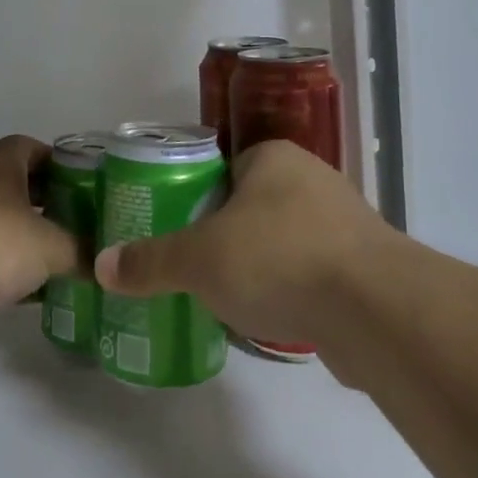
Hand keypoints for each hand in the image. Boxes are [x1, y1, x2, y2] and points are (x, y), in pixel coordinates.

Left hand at [0, 135, 77, 347]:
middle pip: (22, 188)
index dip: (62, 163)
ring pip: (4, 227)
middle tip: (85, 225)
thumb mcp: (49, 245)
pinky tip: (37, 295)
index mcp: (1, 165)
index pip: (35, 149)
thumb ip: (79, 250)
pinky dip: (11, 274)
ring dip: (31, 242)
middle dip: (52, 205)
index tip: (87, 185)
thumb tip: (103, 264)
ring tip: (68, 261)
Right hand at [93, 140, 390, 346]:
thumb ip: (151, 261)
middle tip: (194, 267)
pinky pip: (314, 274)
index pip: (224, 167)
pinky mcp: (365, 268)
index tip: (176, 230)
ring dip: (262, 265)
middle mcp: (312, 179)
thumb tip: (101, 267)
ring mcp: (344, 224)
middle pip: (253, 204)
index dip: (197, 196)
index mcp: (273, 158)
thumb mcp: (198, 259)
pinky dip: (293, 292)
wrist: (375, 311)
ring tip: (227, 296)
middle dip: (226, 235)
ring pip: (285, 240)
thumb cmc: (277, 258)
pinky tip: (272, 319)